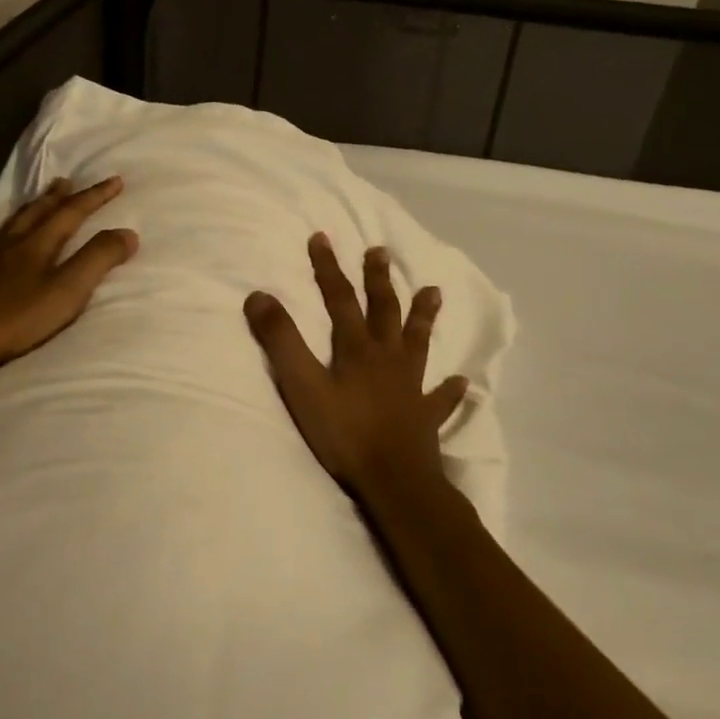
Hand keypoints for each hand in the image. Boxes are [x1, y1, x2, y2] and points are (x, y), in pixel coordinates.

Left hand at [0, 176, 138, 373]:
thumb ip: (97, 260)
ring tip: (38, 201)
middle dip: (58, 196)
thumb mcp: (67, 291)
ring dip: (31, 208)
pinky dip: (7, 230)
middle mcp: (10, 241)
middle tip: (68, 181)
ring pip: (13, 222)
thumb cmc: (16, 317)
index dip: (95, 196)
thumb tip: (128, 233)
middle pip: (38, 210)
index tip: (115, 181)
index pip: (72, 212)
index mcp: (37, 243)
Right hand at [244, 233, 466, 500]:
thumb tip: (258, 295)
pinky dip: (450, 390)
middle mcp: (387, 358)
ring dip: (423, 316)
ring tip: (433, 291)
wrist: (394, 480)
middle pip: (384, 310)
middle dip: (379, 280)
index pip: (340, 298)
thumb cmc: (344, 433)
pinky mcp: (425, 417)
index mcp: (357, 348)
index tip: (322, 237)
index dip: (329, 268)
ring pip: (418, 342)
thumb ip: (281, 341)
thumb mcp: (302, 385)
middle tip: (380, 251)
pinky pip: (441, 398)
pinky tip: (461, 382)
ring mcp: (411, 386)